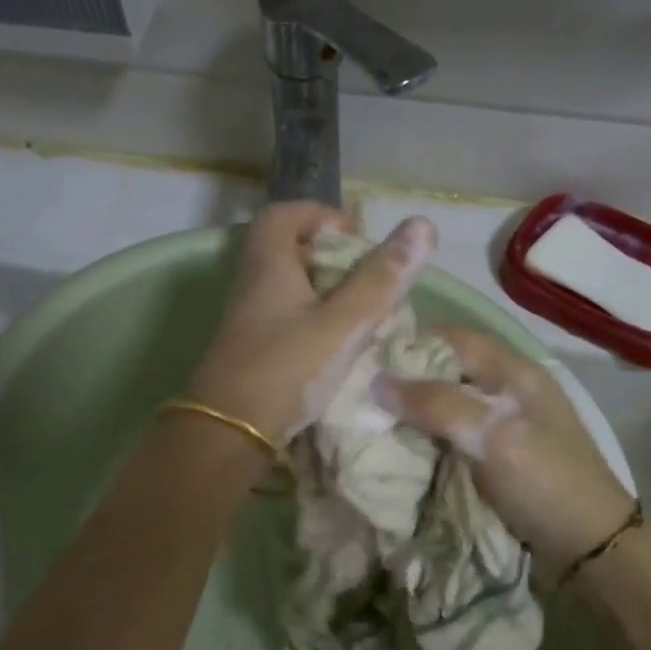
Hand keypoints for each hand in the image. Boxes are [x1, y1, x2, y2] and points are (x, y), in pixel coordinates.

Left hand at [186, 203, 436, 444]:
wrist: (227, 434)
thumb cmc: (285, 370)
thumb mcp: (342, 324)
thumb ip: (380, 280)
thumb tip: (423, 226)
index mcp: (269, 265)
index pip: (285, 214)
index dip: (321, 216)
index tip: (356, 239)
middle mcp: (253, 285)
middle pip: (289, 250)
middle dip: (332, 258)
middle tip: (369, 280)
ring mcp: (249, 320)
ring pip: (290, 288)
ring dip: (327, 293)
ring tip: (363, 315)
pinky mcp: (252, 350)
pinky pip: (287, 319)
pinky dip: (315, 321)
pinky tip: (340, 347)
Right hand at [376, 326, 632, 565]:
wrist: (587, 548)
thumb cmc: (544, 480)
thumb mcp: (492, 435)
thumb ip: (436, 404)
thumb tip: (377, 382)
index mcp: (514, 371)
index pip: (453, 338)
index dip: (411, 342)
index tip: (367, 358)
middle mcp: (506, 390)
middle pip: (446, 371)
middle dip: (405, 381)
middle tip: (360, 393)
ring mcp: (501, 425)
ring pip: (445, 405)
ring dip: (412, 413)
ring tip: (369, 420)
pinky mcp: (494, 457)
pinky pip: (450, 436)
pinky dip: (424, 439)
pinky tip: (398, 448)